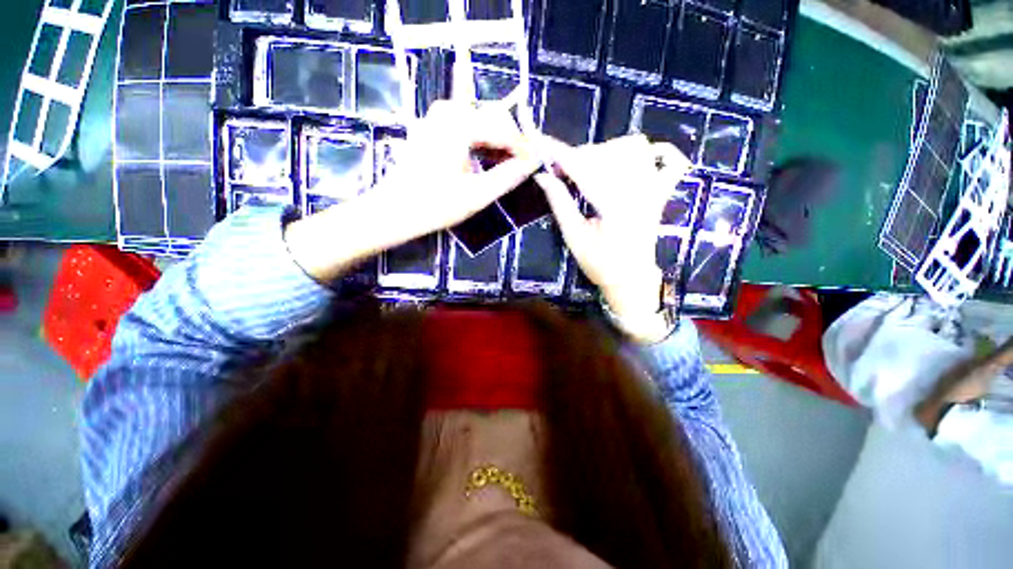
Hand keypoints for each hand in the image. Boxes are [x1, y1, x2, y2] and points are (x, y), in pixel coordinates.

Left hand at [285, 101, 539, 281]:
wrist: (395, 210)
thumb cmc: (436, 204)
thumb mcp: (478, 194)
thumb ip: (508, 176)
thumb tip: (534, 163)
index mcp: (460, 123)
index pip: (504, 129)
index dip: (523, 148)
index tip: (536, 165)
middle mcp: (448, 110)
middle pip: (494, 118)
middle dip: (511, 142)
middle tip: (522, 167)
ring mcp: (438, 116)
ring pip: (481, 121)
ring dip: (497, 142)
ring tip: (507, 166)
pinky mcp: (433, 126)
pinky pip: (467, 126)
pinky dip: (481, 142)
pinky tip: (488, 159)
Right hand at [534, 135, 691, 341]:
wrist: (631, 278)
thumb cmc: (600, 263)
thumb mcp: (574, 237)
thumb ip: (560, 203)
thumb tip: (542, 176)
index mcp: (614, 206)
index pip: (584, 168)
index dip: (560, 154)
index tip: (541, 145)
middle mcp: (639, 191)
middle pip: (607, 153)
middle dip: (578, 156)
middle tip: (560, 170)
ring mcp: (655, 189)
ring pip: (635, 147)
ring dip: (607, 151)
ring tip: (590, 168)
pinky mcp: (662, 193)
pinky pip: (672, 161)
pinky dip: (657, 151)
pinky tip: (637, 158)